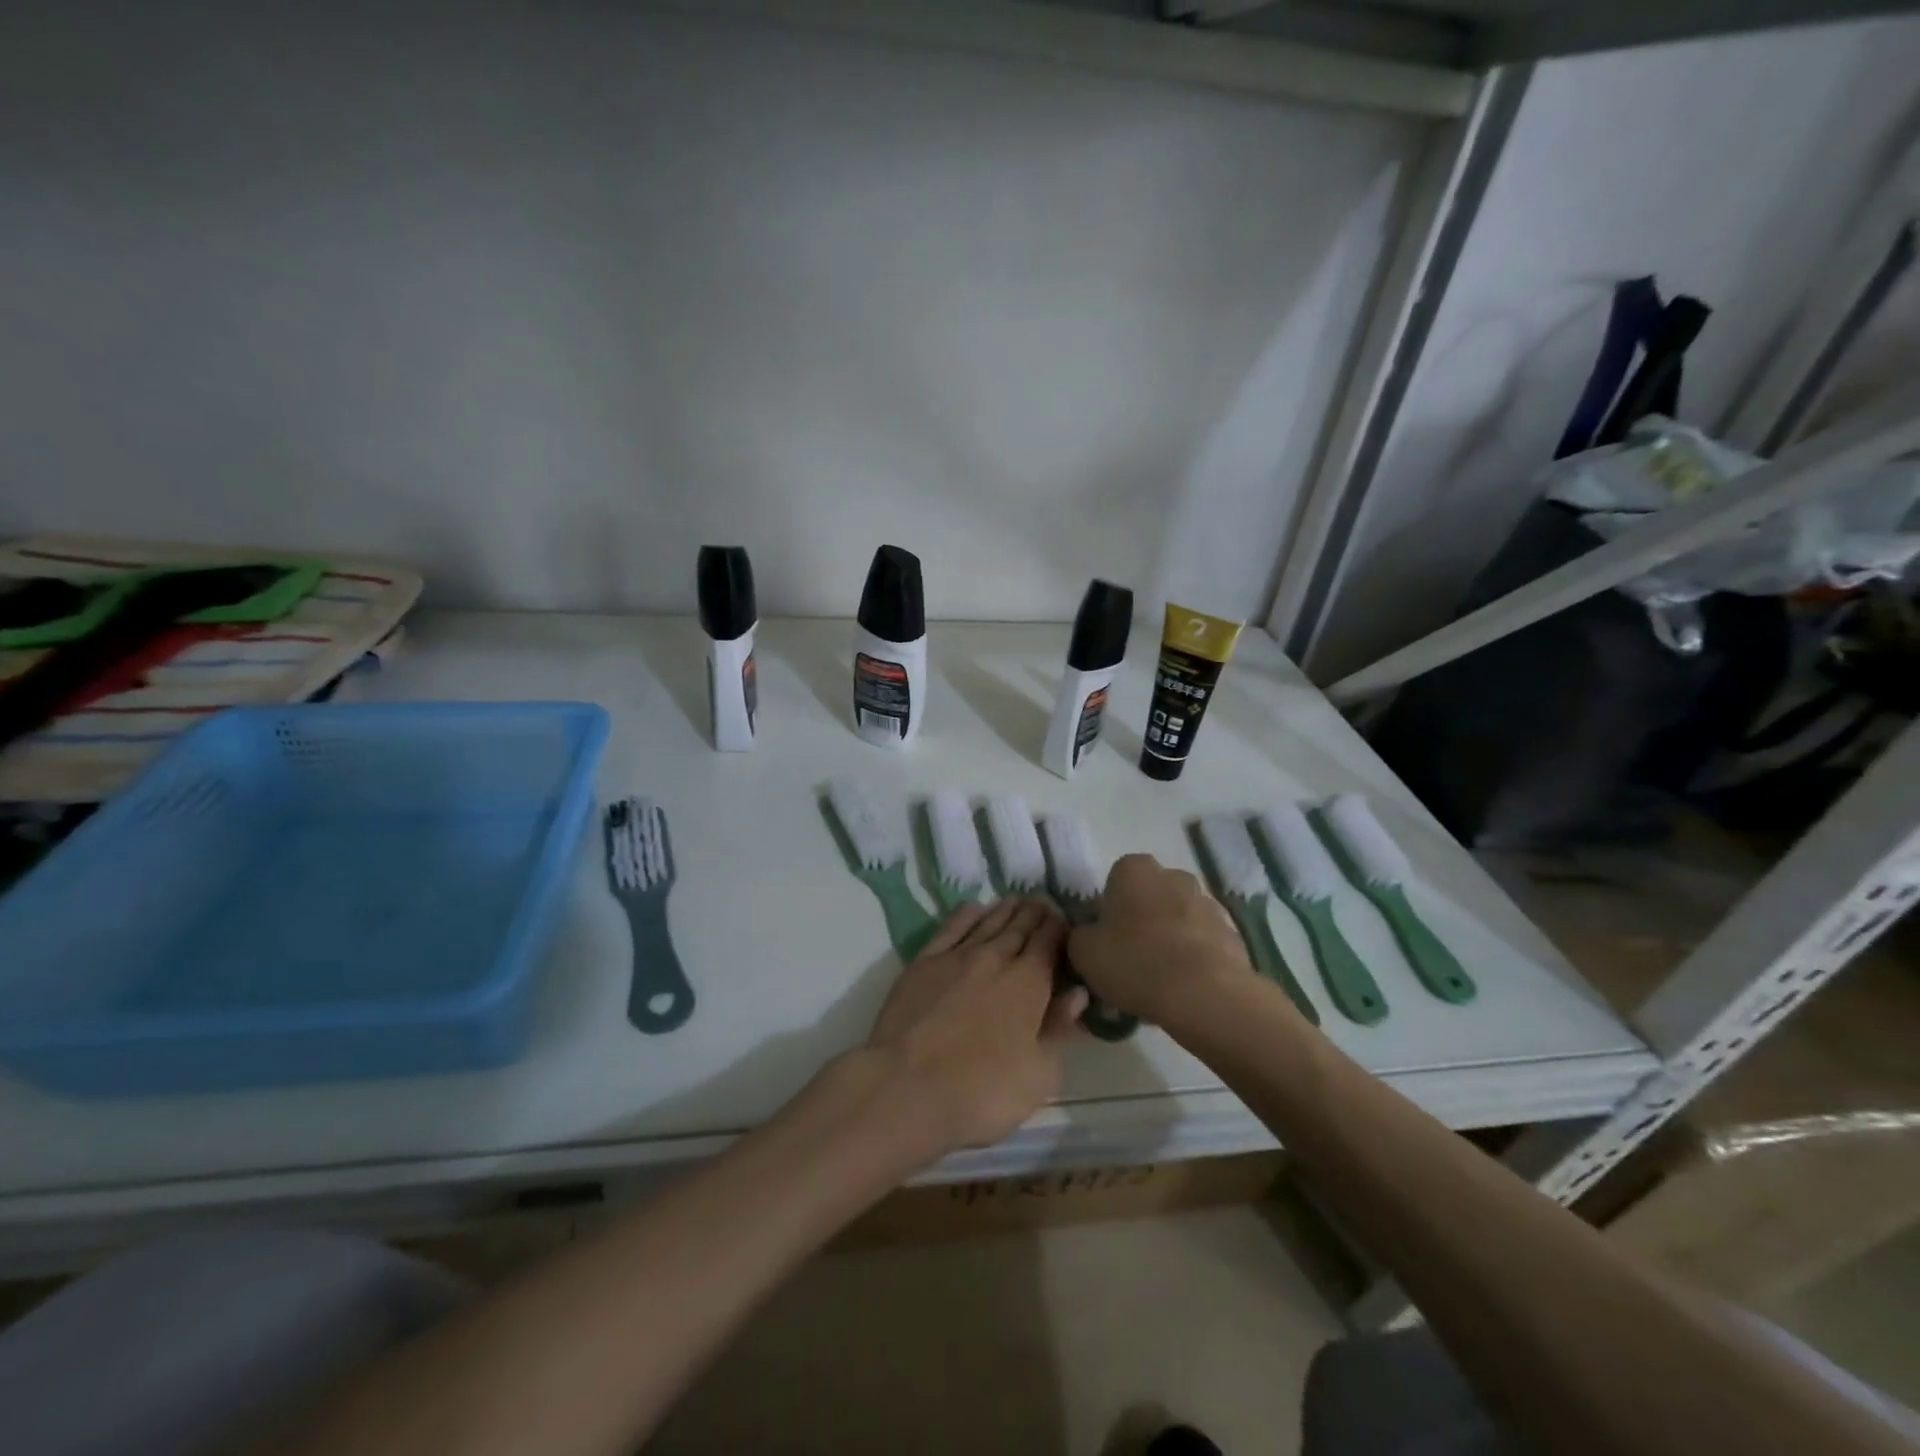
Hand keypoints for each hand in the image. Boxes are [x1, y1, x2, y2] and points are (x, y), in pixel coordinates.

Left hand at [864, 898, 1086, 1153]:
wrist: (906, 1086)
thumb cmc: (982, 1091)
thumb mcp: (1039, 1074)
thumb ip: (1059, 1029)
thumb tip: (1077, 993)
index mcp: (1029, 983)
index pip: (1049, 942)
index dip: (1059, 928)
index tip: (1065, 920)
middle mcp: (995, 959)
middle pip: (1020, 927)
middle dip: (1035, 914)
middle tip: (1043, 902)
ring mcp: (957, 957)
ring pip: (988, 922)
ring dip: (1005, 910)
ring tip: (1017, 901)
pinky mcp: (924, 962)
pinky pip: (951, 928)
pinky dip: (967, 915)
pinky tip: (974, 909)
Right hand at [1066, 854, 1252, 1023]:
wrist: (1204, 995)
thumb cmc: (1134, 962)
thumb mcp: (1083, 952)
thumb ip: (1081, 936)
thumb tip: (1090, 935)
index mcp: (1134, 870)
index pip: (1115, 880)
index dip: (1109, 910)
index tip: (1106, 939)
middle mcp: (1174, 875)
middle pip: (1150, 896)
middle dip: (1142, 920)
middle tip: (1131, 958)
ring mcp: (1208, 902)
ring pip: (1179, 918)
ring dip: (1170, 939)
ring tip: (1160, 980)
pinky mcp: (1233, 932)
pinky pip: (1204, 942)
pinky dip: (1195, 958)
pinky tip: (1185, 989)